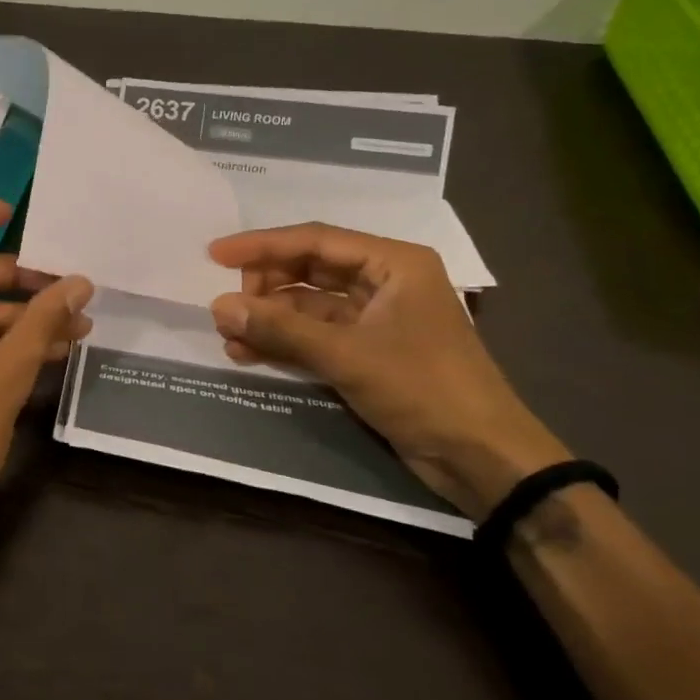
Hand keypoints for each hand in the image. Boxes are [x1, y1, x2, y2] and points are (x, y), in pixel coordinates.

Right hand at [208, 223, 569, 517]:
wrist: (484, 459)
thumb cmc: (424, 389)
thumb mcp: (347, 354)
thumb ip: (280, 328)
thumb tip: (218, 306)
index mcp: (393, 263)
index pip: (315, 240)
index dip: (261, 246)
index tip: (215, 255)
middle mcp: (384, 282)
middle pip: (309, 269)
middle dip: (264, 286)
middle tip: (225, 306)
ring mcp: (376, 318)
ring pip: (308, 305)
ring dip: (269, 318)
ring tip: (228, 335)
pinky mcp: (369, 351)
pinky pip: (315, 335)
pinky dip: (284, 342)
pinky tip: (249, 352)